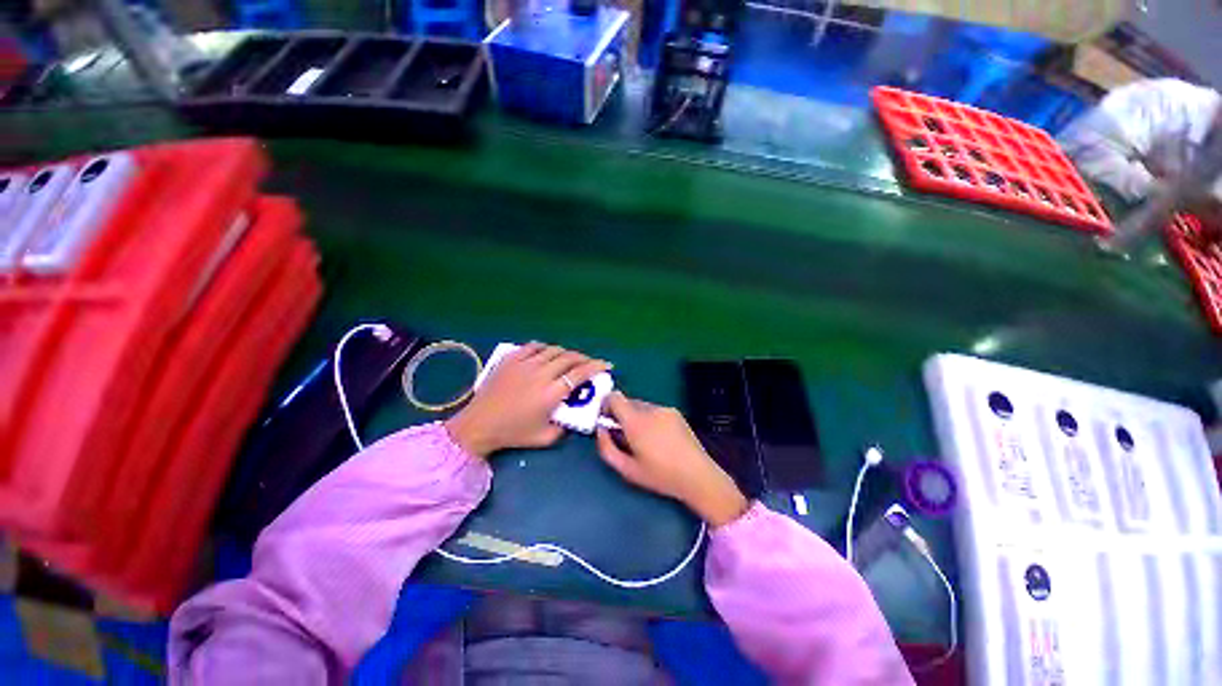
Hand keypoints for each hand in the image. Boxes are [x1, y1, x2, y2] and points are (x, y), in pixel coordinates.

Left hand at [445, 343, 610, 458]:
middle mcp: (541, 374)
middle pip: (569, 358)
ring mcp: (525, 363)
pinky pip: (534, 346)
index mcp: (551, 393)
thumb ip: (565, 427)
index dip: (596, 367)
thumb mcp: (545, 437)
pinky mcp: (511, 359)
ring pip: (553, 350)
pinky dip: (545, 348)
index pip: (580, 373)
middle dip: (584, 358)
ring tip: (570, 359)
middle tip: (589, 363)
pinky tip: (547, 353)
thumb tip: (575, 413)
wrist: (479, 425)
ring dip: (566, 353)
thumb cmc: (513, 433)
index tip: (606, 364)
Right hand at [596, 392, 747, 526]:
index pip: (614, 397)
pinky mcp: (676, 413)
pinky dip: (651, 419)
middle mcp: (650, 409)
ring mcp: (665, 409)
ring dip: (636, 417)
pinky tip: (660, 439)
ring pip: (641, 406)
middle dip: (622, 415)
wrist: (698, 475)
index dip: (606, 405)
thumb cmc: (660, 475)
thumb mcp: (626, 469)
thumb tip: (600, 429)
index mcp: (635, 421)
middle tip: (626, 437)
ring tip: (645, 441)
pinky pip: (655, 410)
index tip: (607, 421)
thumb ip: (606, 448)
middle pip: (627, 402)